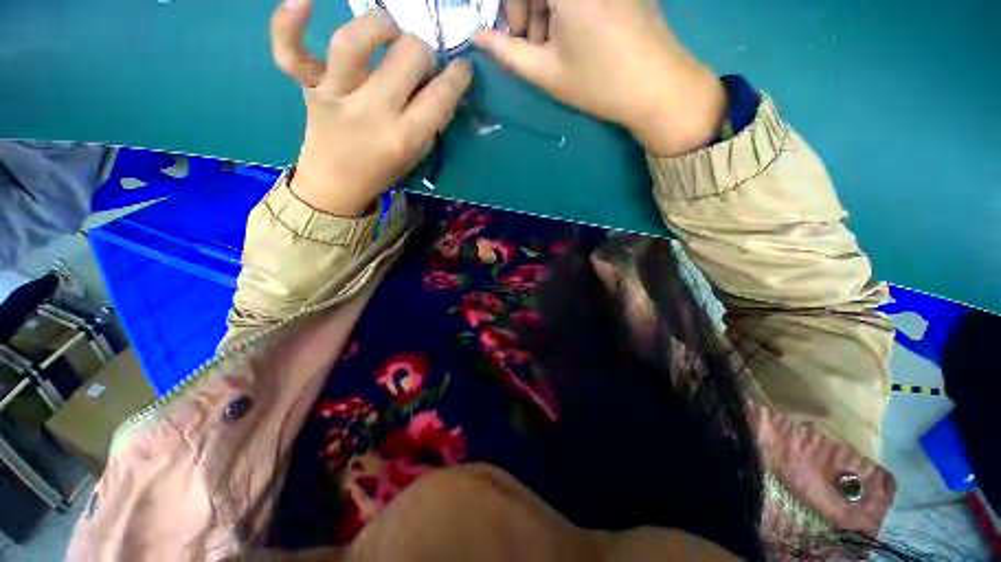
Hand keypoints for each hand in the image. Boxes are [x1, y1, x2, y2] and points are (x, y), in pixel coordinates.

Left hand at [270, 2, 471, 215]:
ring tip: (389, 33)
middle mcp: (372, 113)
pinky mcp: (308, 87)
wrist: (336, 185)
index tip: (461, 70)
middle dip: (423, 52)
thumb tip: (441, 83)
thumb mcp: (417, 155)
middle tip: (419, 63)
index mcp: (404, 138)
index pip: (441, 96)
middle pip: (408, 56)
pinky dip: (288, 23)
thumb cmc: (382, 170)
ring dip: (381, 26)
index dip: (458, 76)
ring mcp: (336, 96)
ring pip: (355, 41)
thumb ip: (431, 121)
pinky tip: (303, 0)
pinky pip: (290, 51)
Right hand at [476, 0, 725, 156]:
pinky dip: (568, 8)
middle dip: (527, 9)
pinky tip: (575, 34)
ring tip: (556, 48)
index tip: (514, 36)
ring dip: (547, 10)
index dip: (511, 8)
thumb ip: (507, 53)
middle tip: (533, 47)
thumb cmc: (598, 83)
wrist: (658, 87)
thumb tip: (478, 38)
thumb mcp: (547, 72)